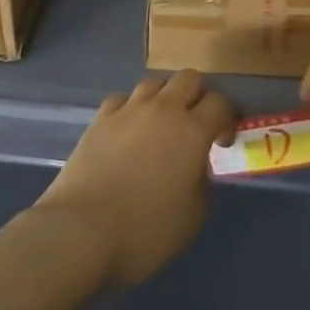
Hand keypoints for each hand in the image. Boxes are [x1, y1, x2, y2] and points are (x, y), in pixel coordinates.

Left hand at [36, 70, 236, 285]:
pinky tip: (127, 129)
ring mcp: (129, 109)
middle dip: (198, 95)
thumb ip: (201, 183)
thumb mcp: (191, 219)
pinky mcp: (101, 118)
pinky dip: (130, 109)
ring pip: (155, 82)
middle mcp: (163, 110)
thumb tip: (196, 167)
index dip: (228, 117)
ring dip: (164, 97)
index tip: (224, 138)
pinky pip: (122, 99)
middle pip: (189, 78)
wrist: (81, 230)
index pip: (220, 103)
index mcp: (192, 132)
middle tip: (196, 122)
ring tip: (161, 122)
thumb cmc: (144, 231)